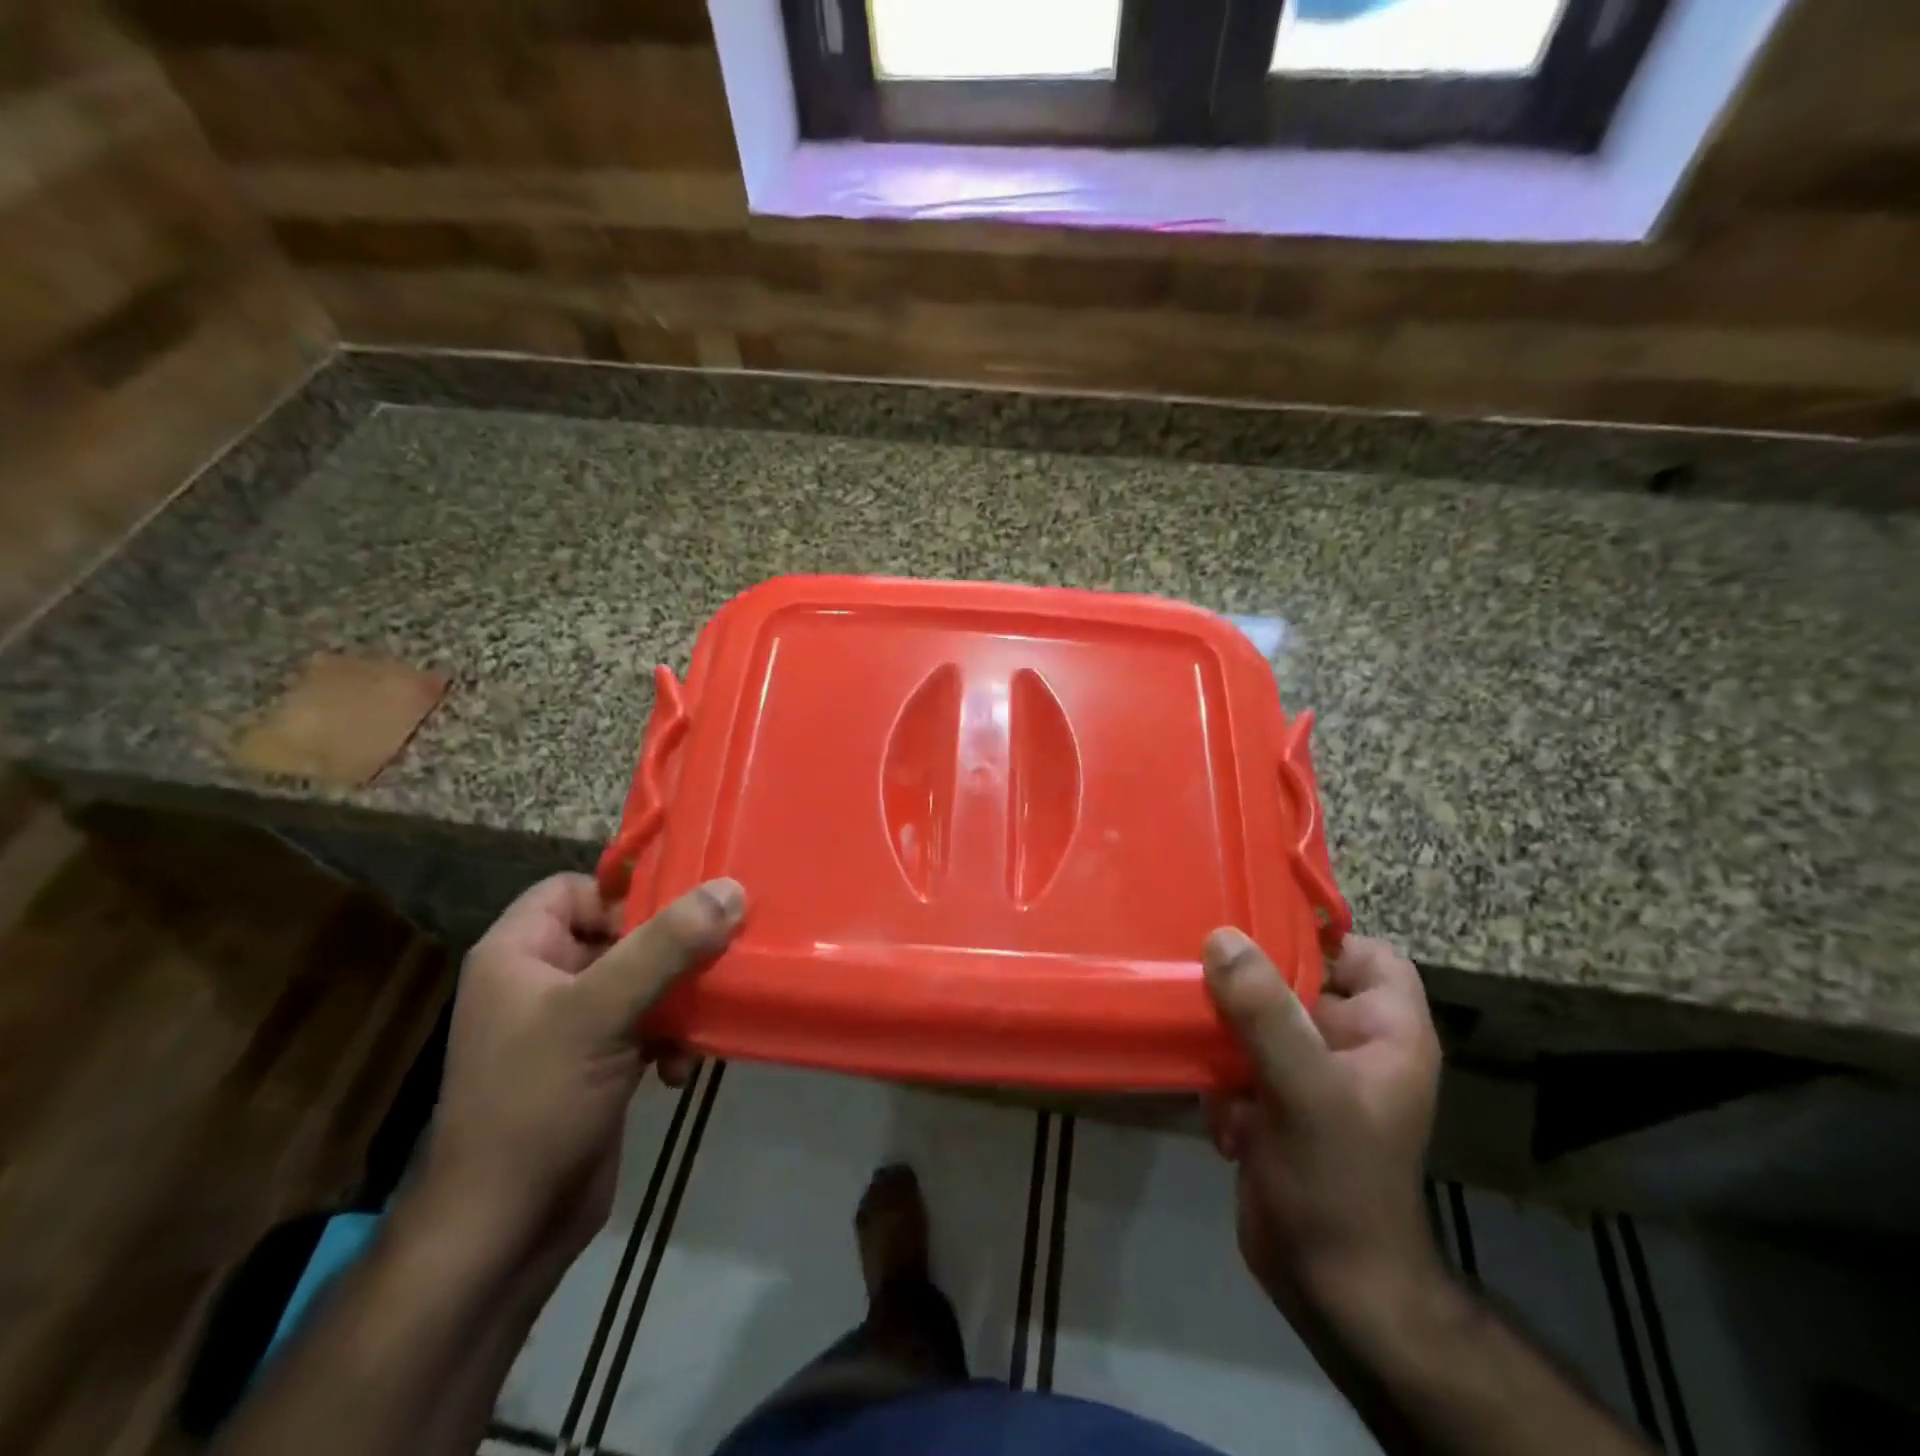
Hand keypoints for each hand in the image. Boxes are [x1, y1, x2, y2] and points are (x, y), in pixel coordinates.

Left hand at [416, 874, 746, 1262]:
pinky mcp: (598, 1062)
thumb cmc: (537, 1103)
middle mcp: (542, 980)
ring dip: (679, 997)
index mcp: (519, 953)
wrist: (505, 1231)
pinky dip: (670, 1038)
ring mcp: (571, 1025)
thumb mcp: (602, 1012)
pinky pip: (647, 1022)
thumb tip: (731, 888)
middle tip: (716, 957)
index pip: (576, 888)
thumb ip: (667, 945)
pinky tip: (682, 1069)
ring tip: (701, 1020)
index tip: (681, 913)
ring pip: (642, 978)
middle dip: (671, 950)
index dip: (627, 894)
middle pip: (620, 933)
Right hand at [1203, 930, 1442, 1329]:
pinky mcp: (1274, 1098)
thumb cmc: (1337, 1182)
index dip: (1322, 934)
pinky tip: (1214, 1105)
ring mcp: (1310, 1073)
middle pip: (1300, 979)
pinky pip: (1239, 1054)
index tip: (1257, 921)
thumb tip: (1222, 938)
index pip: (1369, 955)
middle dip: (1250, 976)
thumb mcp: (1304, 1090)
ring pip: (1261, 1014)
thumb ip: (1265, 1011)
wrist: (1326, 1286)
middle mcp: (1351, 1045)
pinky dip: (1219, 1069)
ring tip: (1198, 1033)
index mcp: (1386, 1033)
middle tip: (1199, 960)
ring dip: (1225, 1025)